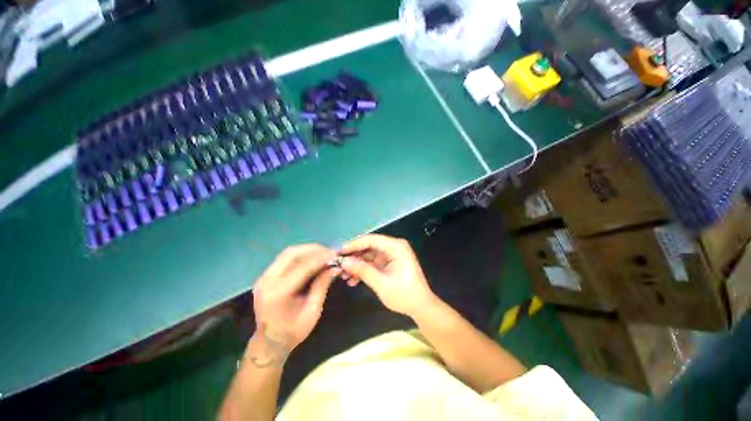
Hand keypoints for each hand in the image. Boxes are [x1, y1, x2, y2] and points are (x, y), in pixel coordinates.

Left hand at [251, 244, 336, 364]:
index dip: (321, 258)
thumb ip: (322, 286)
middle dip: (314, 249)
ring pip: (288, 253)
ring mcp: (264, 277)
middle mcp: (268, 280)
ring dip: (307, 250)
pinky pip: (285, 259)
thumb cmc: (292, 332)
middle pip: (292, 253)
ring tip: (323, 254)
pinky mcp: (265, 276)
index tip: (336, 254)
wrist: (269, 343)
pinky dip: (300, 255)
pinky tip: (312, 258)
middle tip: (329, 252)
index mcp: (279, 292)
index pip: (303, 266)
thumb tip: (335, 267)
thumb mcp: (312, 311)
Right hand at [340, 234, 435, 317]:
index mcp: (395, 247)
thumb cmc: (404, 295)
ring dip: (357, 264)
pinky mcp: (389, 262)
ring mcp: (391, 255)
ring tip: (344, 275)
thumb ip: (363, 270)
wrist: (420, 307)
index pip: (371, 240)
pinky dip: (363, 269)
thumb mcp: (381, 283)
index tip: (339, 252)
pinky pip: (373, 262)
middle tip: (338, 265)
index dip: (354, 244)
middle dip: (354, 256)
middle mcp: (393, 247)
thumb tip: (344, 261)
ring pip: (369, 254)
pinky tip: (353, 280)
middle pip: (369, 246)